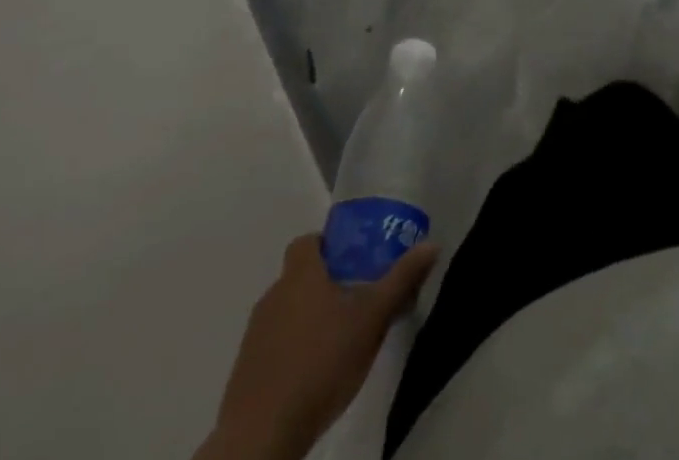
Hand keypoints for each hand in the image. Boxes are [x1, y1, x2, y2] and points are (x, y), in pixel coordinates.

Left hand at [196, 235, 438, 459]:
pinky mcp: (246, 370)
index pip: (308, 242)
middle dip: (326, 284)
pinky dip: (293, 349)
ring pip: (288, 311)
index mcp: (300, 274)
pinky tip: (315, 371)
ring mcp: (255, 334)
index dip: (329, 245)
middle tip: (357, 300)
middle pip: (300, 276)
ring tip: (340, 339)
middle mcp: (273, 295)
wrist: (262, 435)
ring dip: (310, 317)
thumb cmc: (321, 362)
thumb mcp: (372, 319)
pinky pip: (275, 344)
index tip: (353, 260)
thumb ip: (401, 280)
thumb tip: (432, 245)